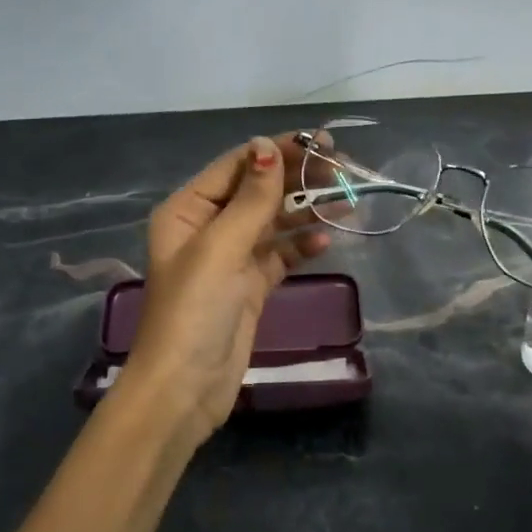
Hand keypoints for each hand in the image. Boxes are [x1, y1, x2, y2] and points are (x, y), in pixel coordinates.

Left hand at [123, 134, 331, 444]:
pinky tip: (324, 241)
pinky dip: (299, 247)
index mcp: (187, 211)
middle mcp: (206, 228)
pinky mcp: (248, 287)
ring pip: (272, 223)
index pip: (237, 167)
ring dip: (305, 212)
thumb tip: (267, 145)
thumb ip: (251, 199)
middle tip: (341, 172)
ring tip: (346, 202)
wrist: (185, 387)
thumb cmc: (195, 311)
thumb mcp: (221, 248)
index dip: (277, 152)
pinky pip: (278, 256)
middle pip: (257, 192)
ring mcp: (229, 259)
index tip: (321, 143)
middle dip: (296, 180)